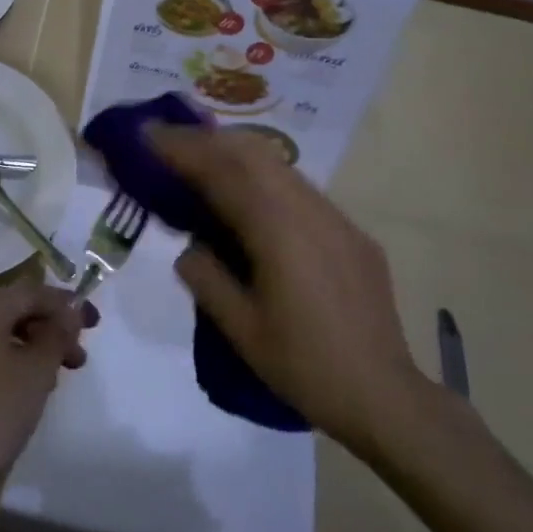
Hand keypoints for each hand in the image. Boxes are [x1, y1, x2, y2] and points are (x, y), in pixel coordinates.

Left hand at [0, 281, 96, 526]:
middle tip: (78, 359)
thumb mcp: (36, 372)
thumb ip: (57, 335)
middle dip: (49, 329)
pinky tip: (22, 393)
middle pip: (13, 311)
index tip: (94, 325)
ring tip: (53, 380)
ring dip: (30, 349)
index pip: (31, 292)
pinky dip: (6, 364)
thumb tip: (69, 313)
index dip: (66, 305)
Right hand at [149, 124, 431, 460]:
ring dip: (236, 154)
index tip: (148, 135)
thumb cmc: (304, 366)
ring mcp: (337, 219)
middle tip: (169, 141)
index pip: (223, 173)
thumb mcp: (240, 329)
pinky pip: (301, 189)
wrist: (384, 396)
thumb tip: (189, 246)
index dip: (183, 150)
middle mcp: (310, 211)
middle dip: (207, 141)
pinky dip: (265, 178)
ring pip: (280, 166)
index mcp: (278, 231)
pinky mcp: (352, 233)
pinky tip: (250, 196)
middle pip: (253, 154)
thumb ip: (206, 277)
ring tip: (202, 159)